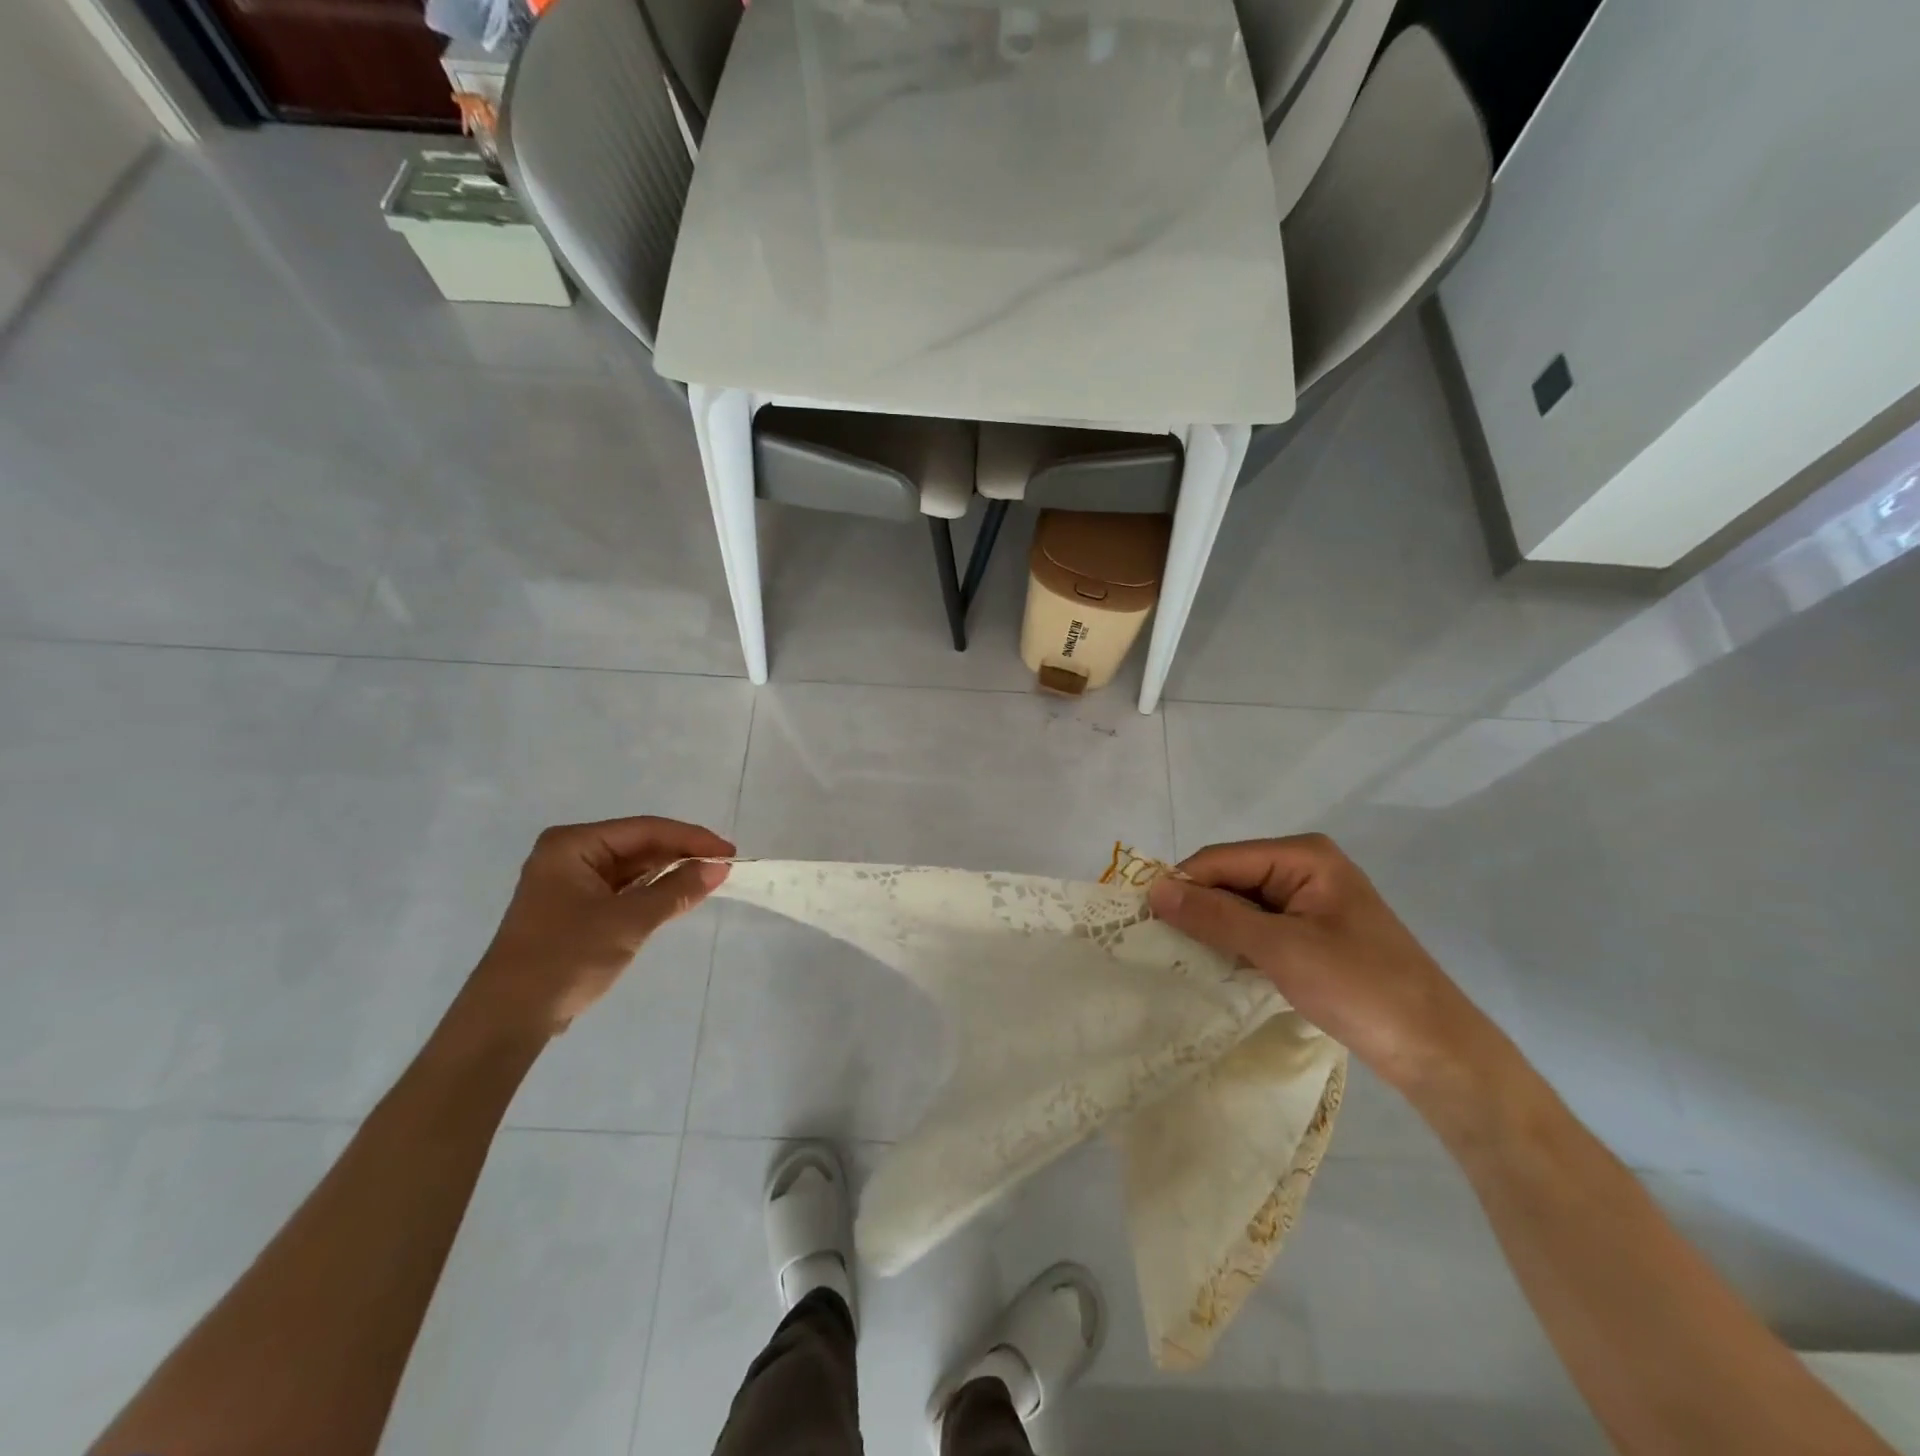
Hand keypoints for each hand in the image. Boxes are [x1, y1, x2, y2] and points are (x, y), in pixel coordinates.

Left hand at [453, 817, 734, 1043]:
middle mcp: (570, 855)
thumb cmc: (566, 958)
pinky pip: (623, 889)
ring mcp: (570, 882)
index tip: (729, 852)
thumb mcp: (628, 922)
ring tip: (709, 879)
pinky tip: (679, 896)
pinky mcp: (575, 908)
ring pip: (632, 868)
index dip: (691, 839)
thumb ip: (676, 890)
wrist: (508, 1018)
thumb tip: (719, 868)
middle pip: (639, 845)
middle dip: (681, 855)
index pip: (645, 829)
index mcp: (573, 845)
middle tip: (723, 866)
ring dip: (669, 874)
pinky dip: (651, 892)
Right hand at [1147, 835, 1499, 1094]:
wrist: (1436, 1051)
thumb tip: (1154, 890)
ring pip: (1240, 905)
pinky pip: (1258, 927)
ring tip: (1181, 958)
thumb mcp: (1280, 948)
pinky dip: (1236, 943)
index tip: (1144, 920)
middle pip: (1229, 878)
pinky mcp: (1312, 933)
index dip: (1182, 885)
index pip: (1221, 859)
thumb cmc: (1360, 988)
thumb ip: (1215, 916)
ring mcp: (1310, 901)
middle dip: (1197, 908)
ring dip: (1214, 929)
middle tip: (1159, 944)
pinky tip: (1217, 966)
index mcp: (1303, 855)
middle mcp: (1304, 868)